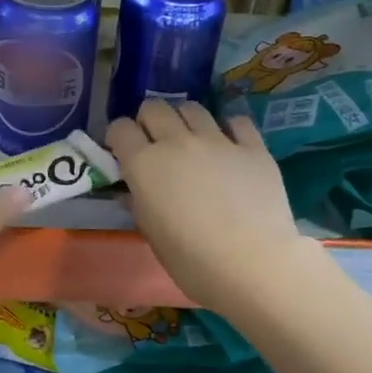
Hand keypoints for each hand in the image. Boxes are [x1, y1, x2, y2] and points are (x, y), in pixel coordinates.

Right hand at [106, 100, 307, 311]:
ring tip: (191, 140)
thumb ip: (139, 204)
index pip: (120, 129)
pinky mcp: (253, 147)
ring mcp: (218, 140)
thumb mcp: (152, 235)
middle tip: (155, 143)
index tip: (122, 152)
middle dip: (149, 121)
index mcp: (144, 164)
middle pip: (154, 108)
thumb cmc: (192, 260)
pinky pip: (237, 121)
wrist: (252, 264)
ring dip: (185, 120)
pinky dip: (229, 129)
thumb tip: (133, 191)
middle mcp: (177, 142)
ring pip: (193, 108)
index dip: (118, 137)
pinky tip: (230, 145)